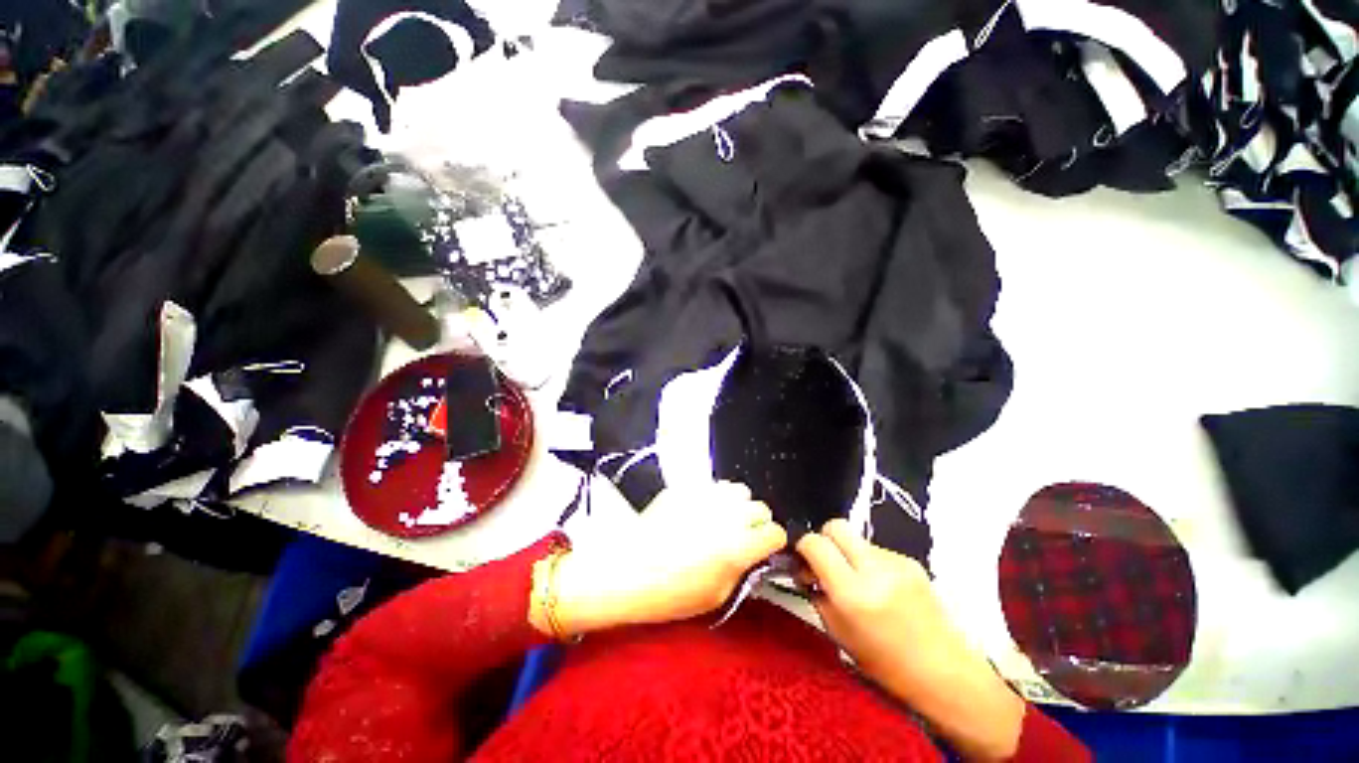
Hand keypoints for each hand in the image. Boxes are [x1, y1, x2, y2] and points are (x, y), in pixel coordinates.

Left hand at [537, 481, 786, 635]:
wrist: (627, 570)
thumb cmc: (671, 593)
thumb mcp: (717, 596)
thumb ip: (743, 571)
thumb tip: (754, 556)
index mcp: (738, 547)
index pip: (775, 532)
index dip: (772, 542)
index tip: (764, 548)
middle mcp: (726, 516)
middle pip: (760, 507)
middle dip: (757, 522)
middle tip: (742, 535)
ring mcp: (705, 496)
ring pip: (738, 490)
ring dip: (736, 506)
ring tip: (722, 520)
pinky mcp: (686, 488)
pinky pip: (712, 487)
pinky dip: (714, 499)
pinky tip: (700, 513)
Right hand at [797, 520, 1025, 760]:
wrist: (946, 674)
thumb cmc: (886, 665)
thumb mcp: (838, 634)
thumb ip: (817, 594)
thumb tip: (806, 569)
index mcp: (853, 594)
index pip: (815, 543)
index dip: (803, 546)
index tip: (803, 561)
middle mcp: (875, 570)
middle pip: (836, 526)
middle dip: (824, 538)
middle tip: (825, 562)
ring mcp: (897, 562)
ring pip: (857, 538)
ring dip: (848, 553)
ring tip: (857, 581)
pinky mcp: (912, 561)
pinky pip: (877, 549)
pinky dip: (869, 562)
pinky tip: (880, 587)